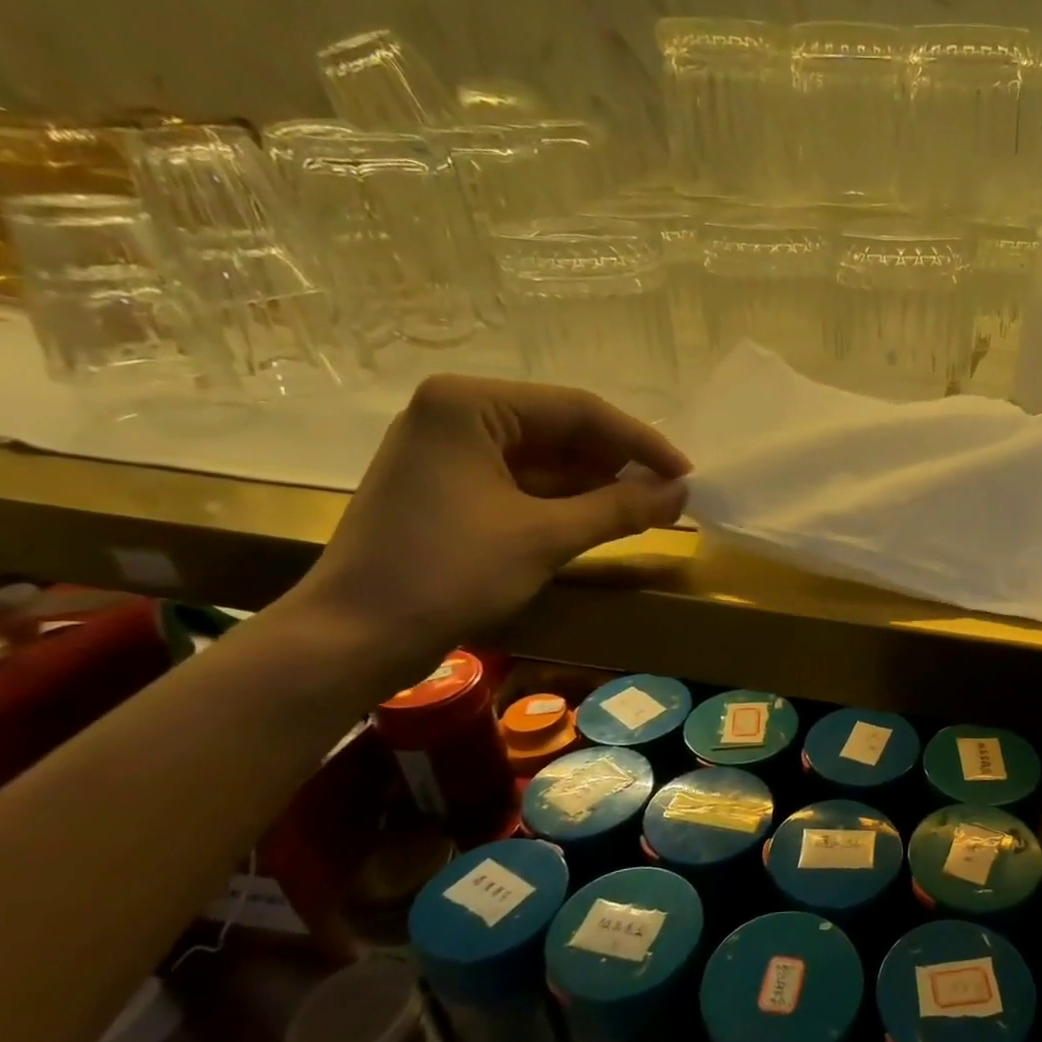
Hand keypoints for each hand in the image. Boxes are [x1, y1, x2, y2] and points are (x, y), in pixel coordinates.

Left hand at [287, 375, 689, 684]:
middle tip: (672, 495)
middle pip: (562, 430)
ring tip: (652, 509)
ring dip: (598, 485)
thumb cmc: (448, 573)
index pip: (577, 410)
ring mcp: (451, 453)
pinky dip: (567, 502)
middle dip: (619, 464)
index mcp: (470, 404)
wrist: (355, 637)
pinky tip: (608, 519)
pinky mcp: (452, 489)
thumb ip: (618, 508)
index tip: (687, 474)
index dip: (640, 442)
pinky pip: (525, 484)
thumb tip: (682, 493)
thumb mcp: (544, 537)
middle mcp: (457, 415)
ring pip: (546, 460)